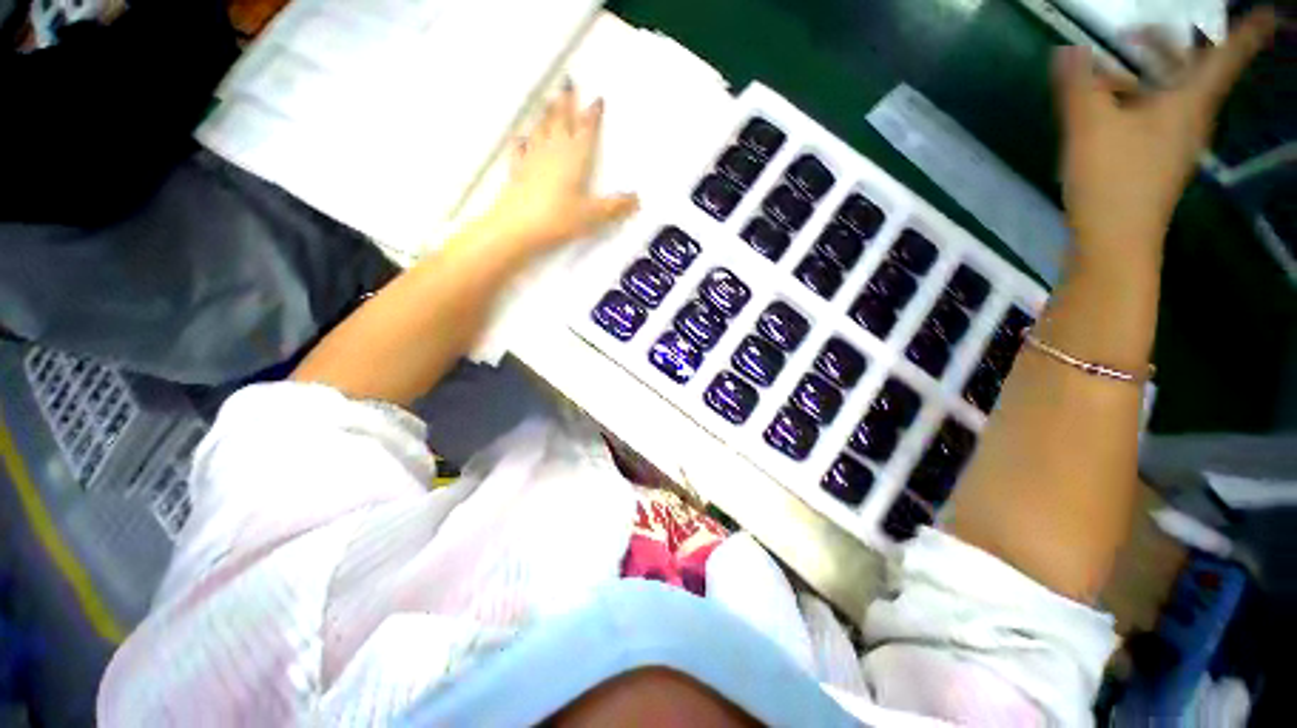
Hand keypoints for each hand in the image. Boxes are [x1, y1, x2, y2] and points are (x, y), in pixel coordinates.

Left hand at [484, 82, 638, 250]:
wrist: (517, 227)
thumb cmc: (558, 218)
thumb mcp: (592, 215)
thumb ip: (614, 207)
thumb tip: (637, 199)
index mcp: (574, 158)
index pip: (585, 130)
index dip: (592, 115)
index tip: (597, 98)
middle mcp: (552, 151)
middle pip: (560, 121)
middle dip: (566, 103)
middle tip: (567, 83)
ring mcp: (532, 159)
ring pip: (541, 130)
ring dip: (547, 115)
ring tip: (549, 102)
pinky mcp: (517, 171)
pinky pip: (520, 150)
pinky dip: (523, 141)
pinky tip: (522, 138)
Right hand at [1055, 8, 1278, 263]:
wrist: (1114, 241)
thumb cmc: (1112, 181)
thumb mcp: (1090, 128)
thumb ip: (1080, 86)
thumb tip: (1070, 50)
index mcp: (1187, 102)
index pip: (1225, 57)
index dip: (1248, 32)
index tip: (1270, 12)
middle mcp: (1190, 118)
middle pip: (1192, 69)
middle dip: (1169, 44)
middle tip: (1137, 32)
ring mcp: (1174, 142)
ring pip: (1173, 92)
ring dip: (1149, 72)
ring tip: (1113, 67)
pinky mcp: (1156, 161)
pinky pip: (1157, 116)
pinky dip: (1138, 99)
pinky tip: (1111, 105)